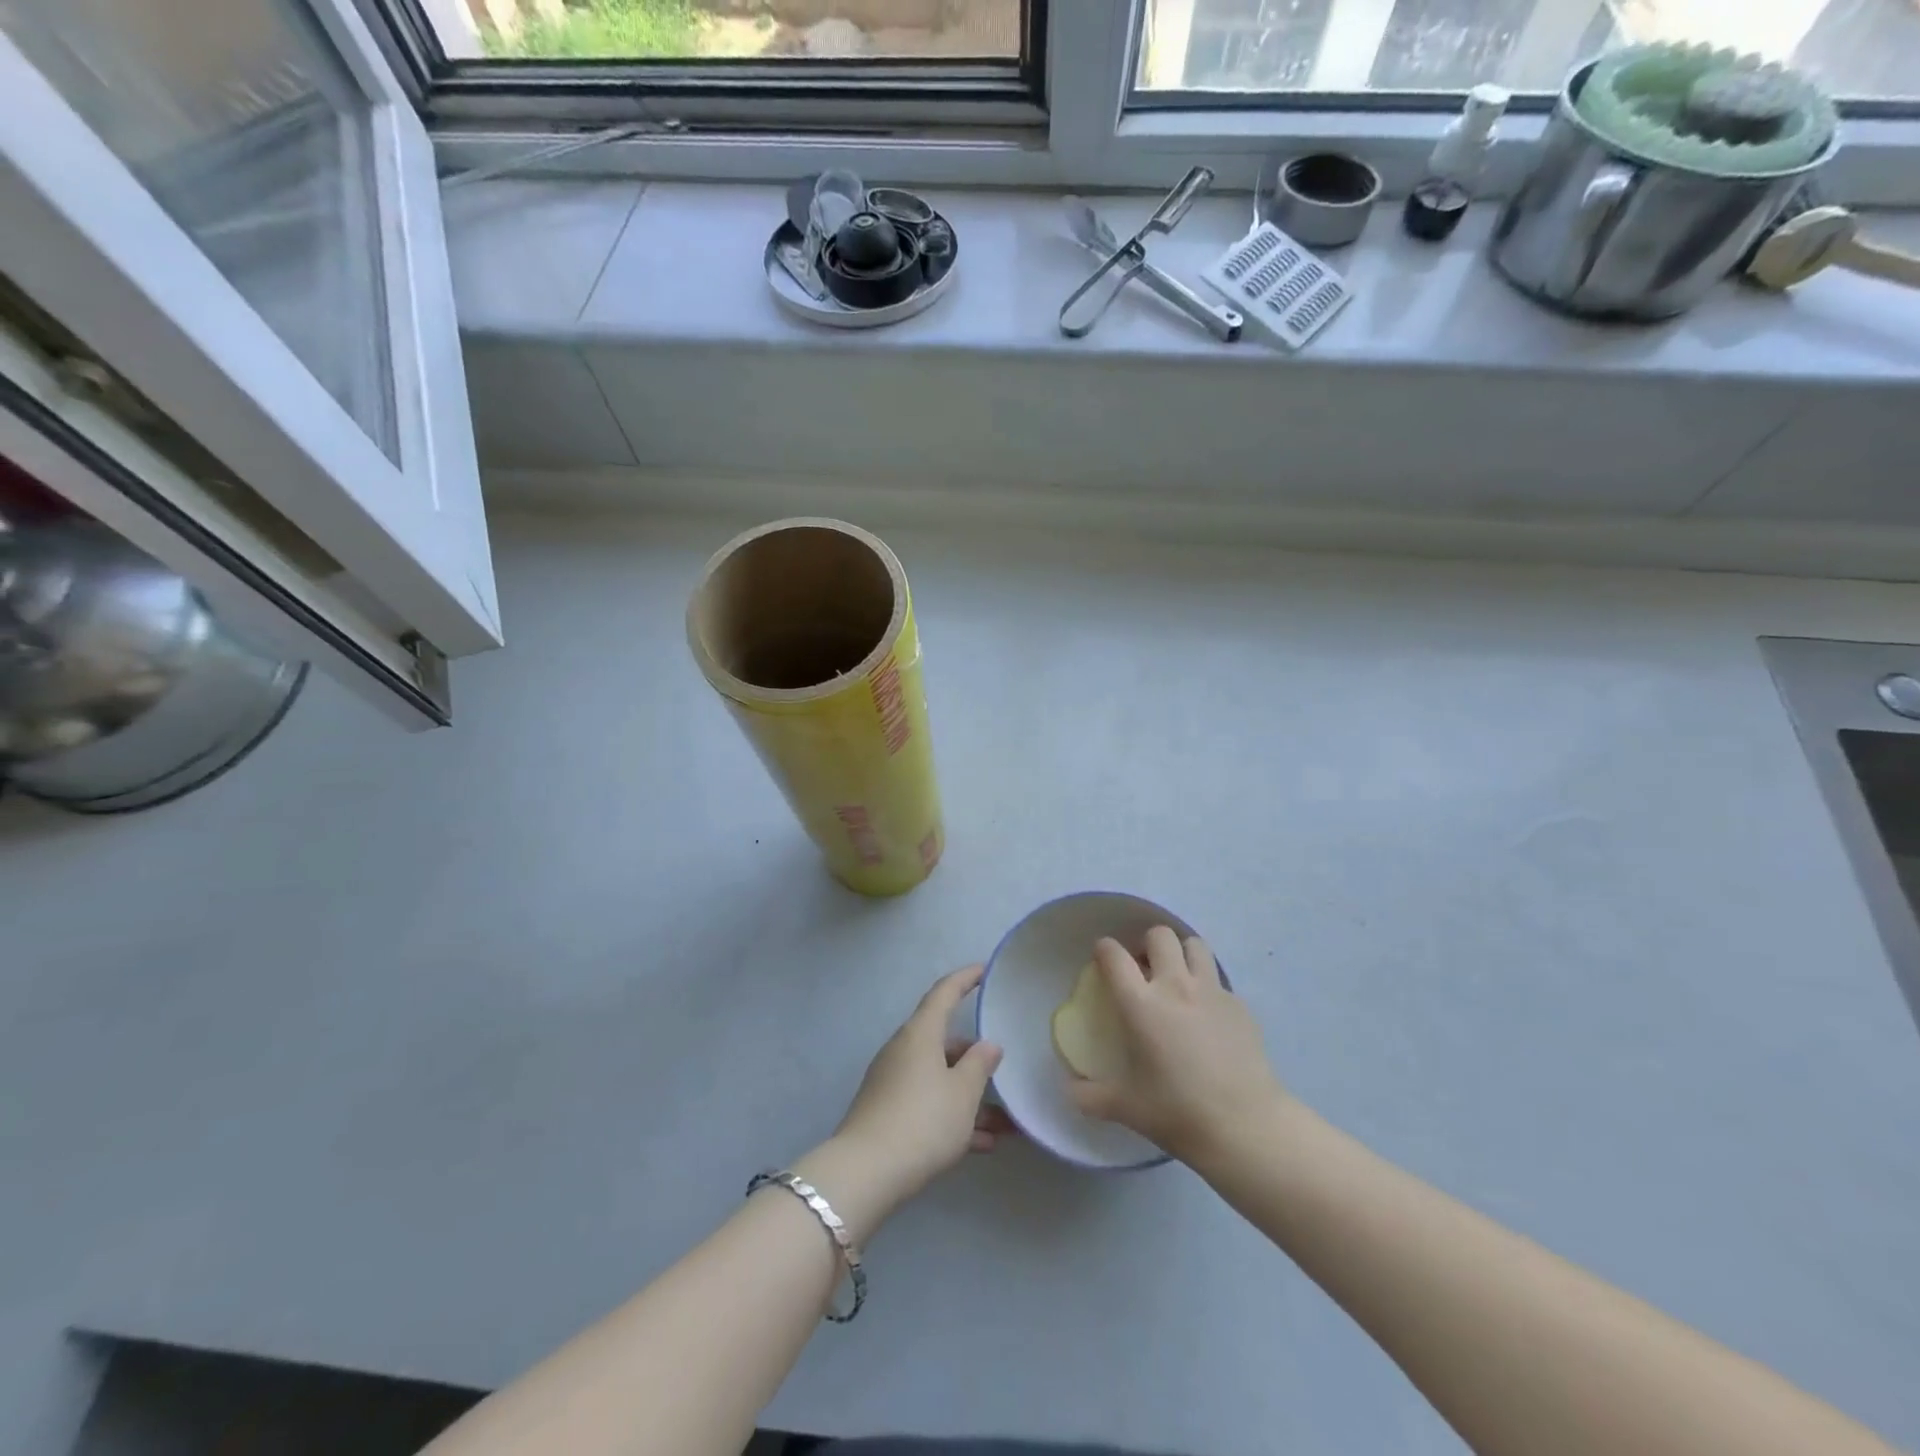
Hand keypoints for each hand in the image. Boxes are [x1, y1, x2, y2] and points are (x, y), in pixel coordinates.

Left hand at [832, 964, 1008, 1209]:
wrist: (866, 1173)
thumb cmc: (923, 1121)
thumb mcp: (963, 1094)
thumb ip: (980, 1065)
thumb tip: (988, 1044)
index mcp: (920, 1034)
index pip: (944, 993)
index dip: (965, 979)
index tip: (984, 970)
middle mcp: (903, 1050)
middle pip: (943, 1041)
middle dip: (974, 1057)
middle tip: (1002, 1070)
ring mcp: (892, 1082)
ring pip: (938, 1078)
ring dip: (969, 1096)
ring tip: (1004, 1123)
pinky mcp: (886, 1112)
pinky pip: (927, 1103)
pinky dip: (952, 1116)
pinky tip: (981, 1144)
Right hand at [1068, 927, 1283, 1166]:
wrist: (1245, 1127)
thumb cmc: (1178, 1113)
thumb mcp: (1125, 1108)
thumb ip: (1090, 1096)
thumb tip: (1070, 1091)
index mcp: (1141, 1004)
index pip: (1114, 955)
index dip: (1104, 949)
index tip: (1102, 958)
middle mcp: (1175, 986)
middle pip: (1159, 935)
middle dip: (1147, 944)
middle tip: (1144, 969)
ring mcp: (1212, 992)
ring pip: (1195, 945)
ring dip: (1182, 954)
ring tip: (1178, 978)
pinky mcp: (1240, 1005)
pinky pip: (1218, 981)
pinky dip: (1207, 987)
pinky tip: (1208, 1016)